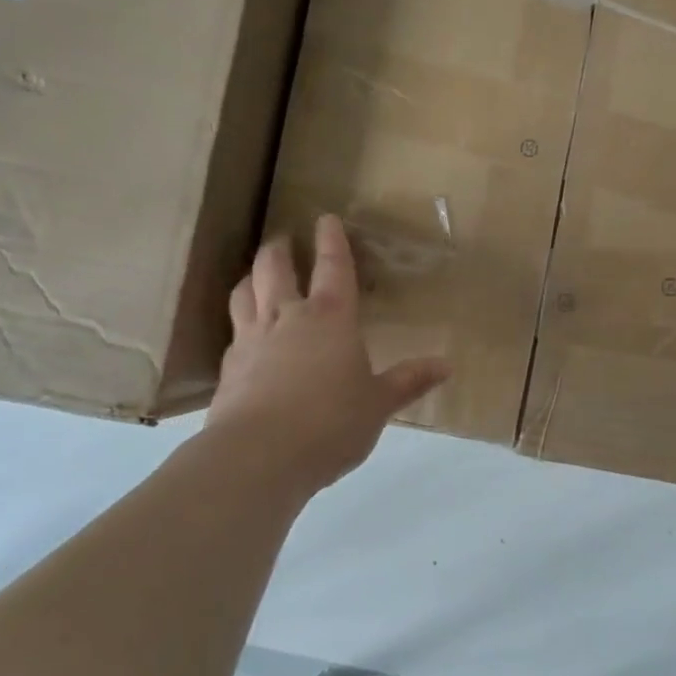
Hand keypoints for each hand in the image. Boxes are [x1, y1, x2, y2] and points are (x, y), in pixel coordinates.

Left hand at [208, 215, 449, 494]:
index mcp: (331, 319)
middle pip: (275, 269)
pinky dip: (240, 323)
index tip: (326, 219)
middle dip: (280, 250)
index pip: (333, 268)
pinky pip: (233, 333)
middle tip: (283, 239)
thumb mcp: (378, 404)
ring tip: (256, 274)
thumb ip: (408, 381)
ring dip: (252, 277)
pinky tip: (243, 335)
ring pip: (245, 293)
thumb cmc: (331, 422)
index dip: (332, 242)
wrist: (258, 456)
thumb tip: (446, 365)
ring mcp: (252, 341)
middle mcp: (288, 318)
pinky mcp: (229, 369)